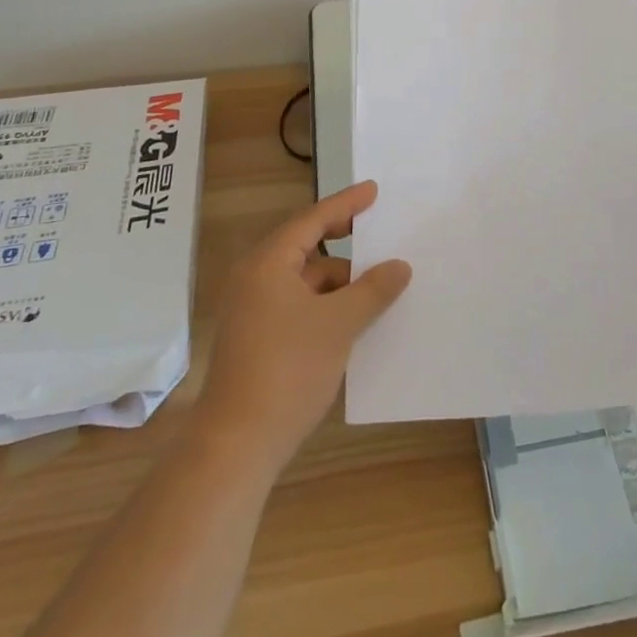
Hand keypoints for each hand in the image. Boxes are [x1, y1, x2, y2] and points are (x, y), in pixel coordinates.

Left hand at [192, 181, 410, 473]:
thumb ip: (373, 290)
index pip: (313, 219)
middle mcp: (255, 279)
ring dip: (338, 282)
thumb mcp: (339, 324)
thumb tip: (399, 266)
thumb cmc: (288, 370)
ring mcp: (252, 311)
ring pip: (304, 280)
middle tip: (378, 234)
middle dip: (344, 244)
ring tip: (376, 287)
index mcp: (268, 263)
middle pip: (306, 247)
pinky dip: (325, 306)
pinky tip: (353, 320)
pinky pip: (297, 305)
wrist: (236, 446)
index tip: (373, 191)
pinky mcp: (256, 339)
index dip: (346, 204)